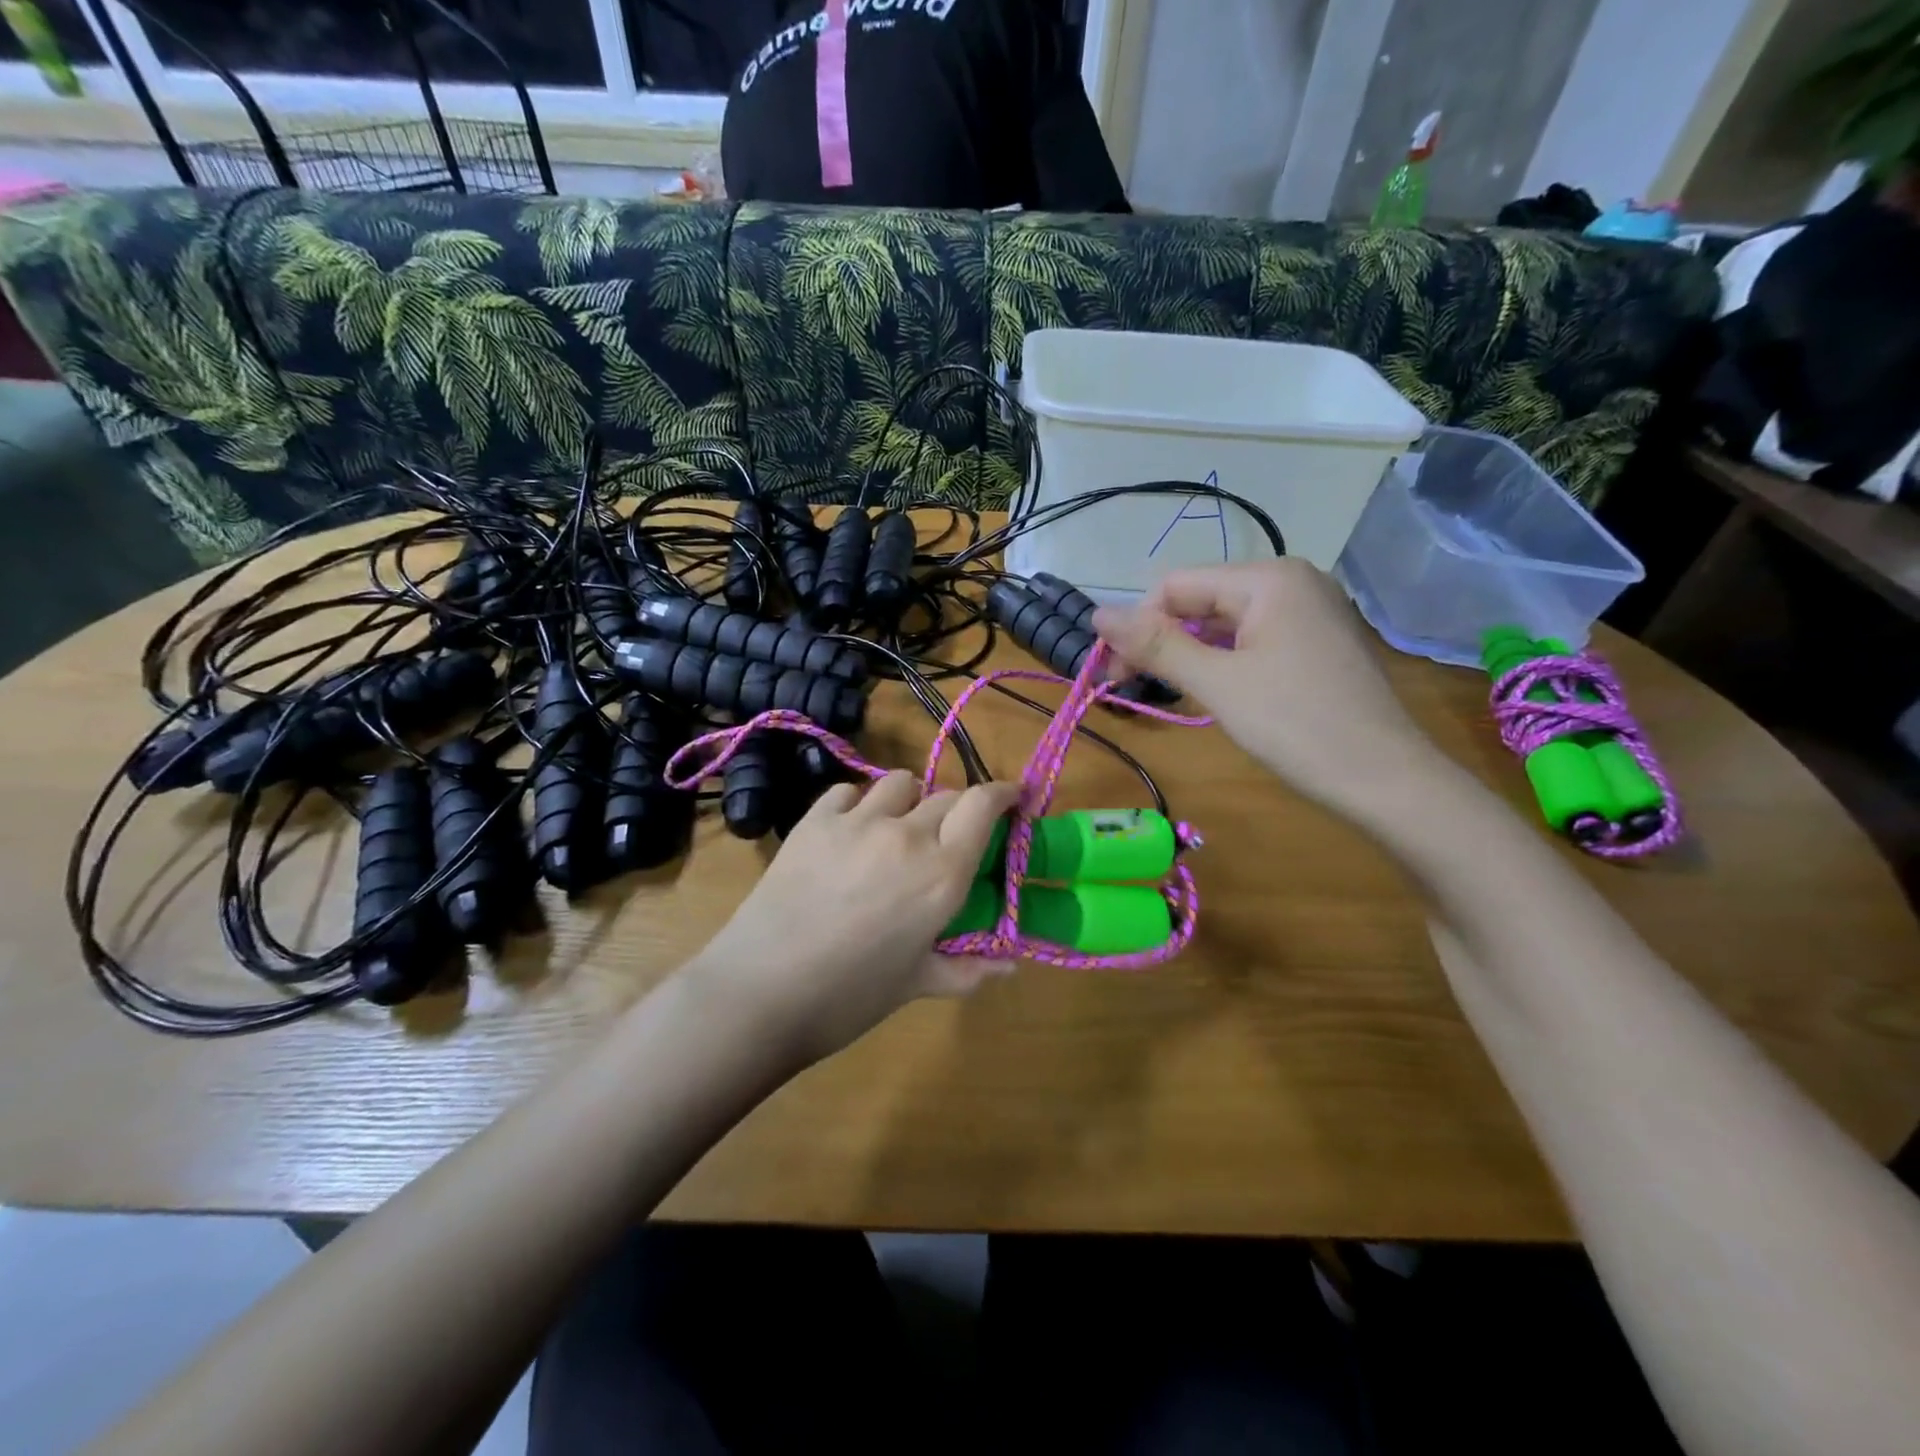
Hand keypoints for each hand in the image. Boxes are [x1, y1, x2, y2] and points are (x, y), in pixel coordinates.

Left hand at [684, 771, 1021, 1067]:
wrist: (761, 991)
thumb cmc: (849, 998)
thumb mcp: (915, 985)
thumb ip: (967, 969)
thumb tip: (1009, 966)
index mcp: (942, 873)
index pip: (983, 805)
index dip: (1003, 793)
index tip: (1012, 798)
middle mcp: (906, 834)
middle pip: (946, 794)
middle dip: (957, 809)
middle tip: (947, 839)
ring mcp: (857, 822)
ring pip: (899, 783)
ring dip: (909, 800)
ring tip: (897, 829)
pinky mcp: (814, 820)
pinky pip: (848, 792)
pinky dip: (859, 804)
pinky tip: (850, 832)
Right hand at [1093, 560, 1447, 818]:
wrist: (1387, 780)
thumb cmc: (1297, 726)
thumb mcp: (1218, 684)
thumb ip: (1156, 645)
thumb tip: (1097, 615)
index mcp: (1269, 578)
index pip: (1176, 585)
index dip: (1137, 625)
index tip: (1113, 673)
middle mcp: (1292, 582)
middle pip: (1201, 600)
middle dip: (1162, 639)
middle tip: (1129, 686)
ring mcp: (1310, 611)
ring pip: (1225, 622)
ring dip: (1189, 653)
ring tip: (1168, 691)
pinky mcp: (1317, 642)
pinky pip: (1253, 639)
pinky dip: (1223, 660)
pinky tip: (1211, 689)